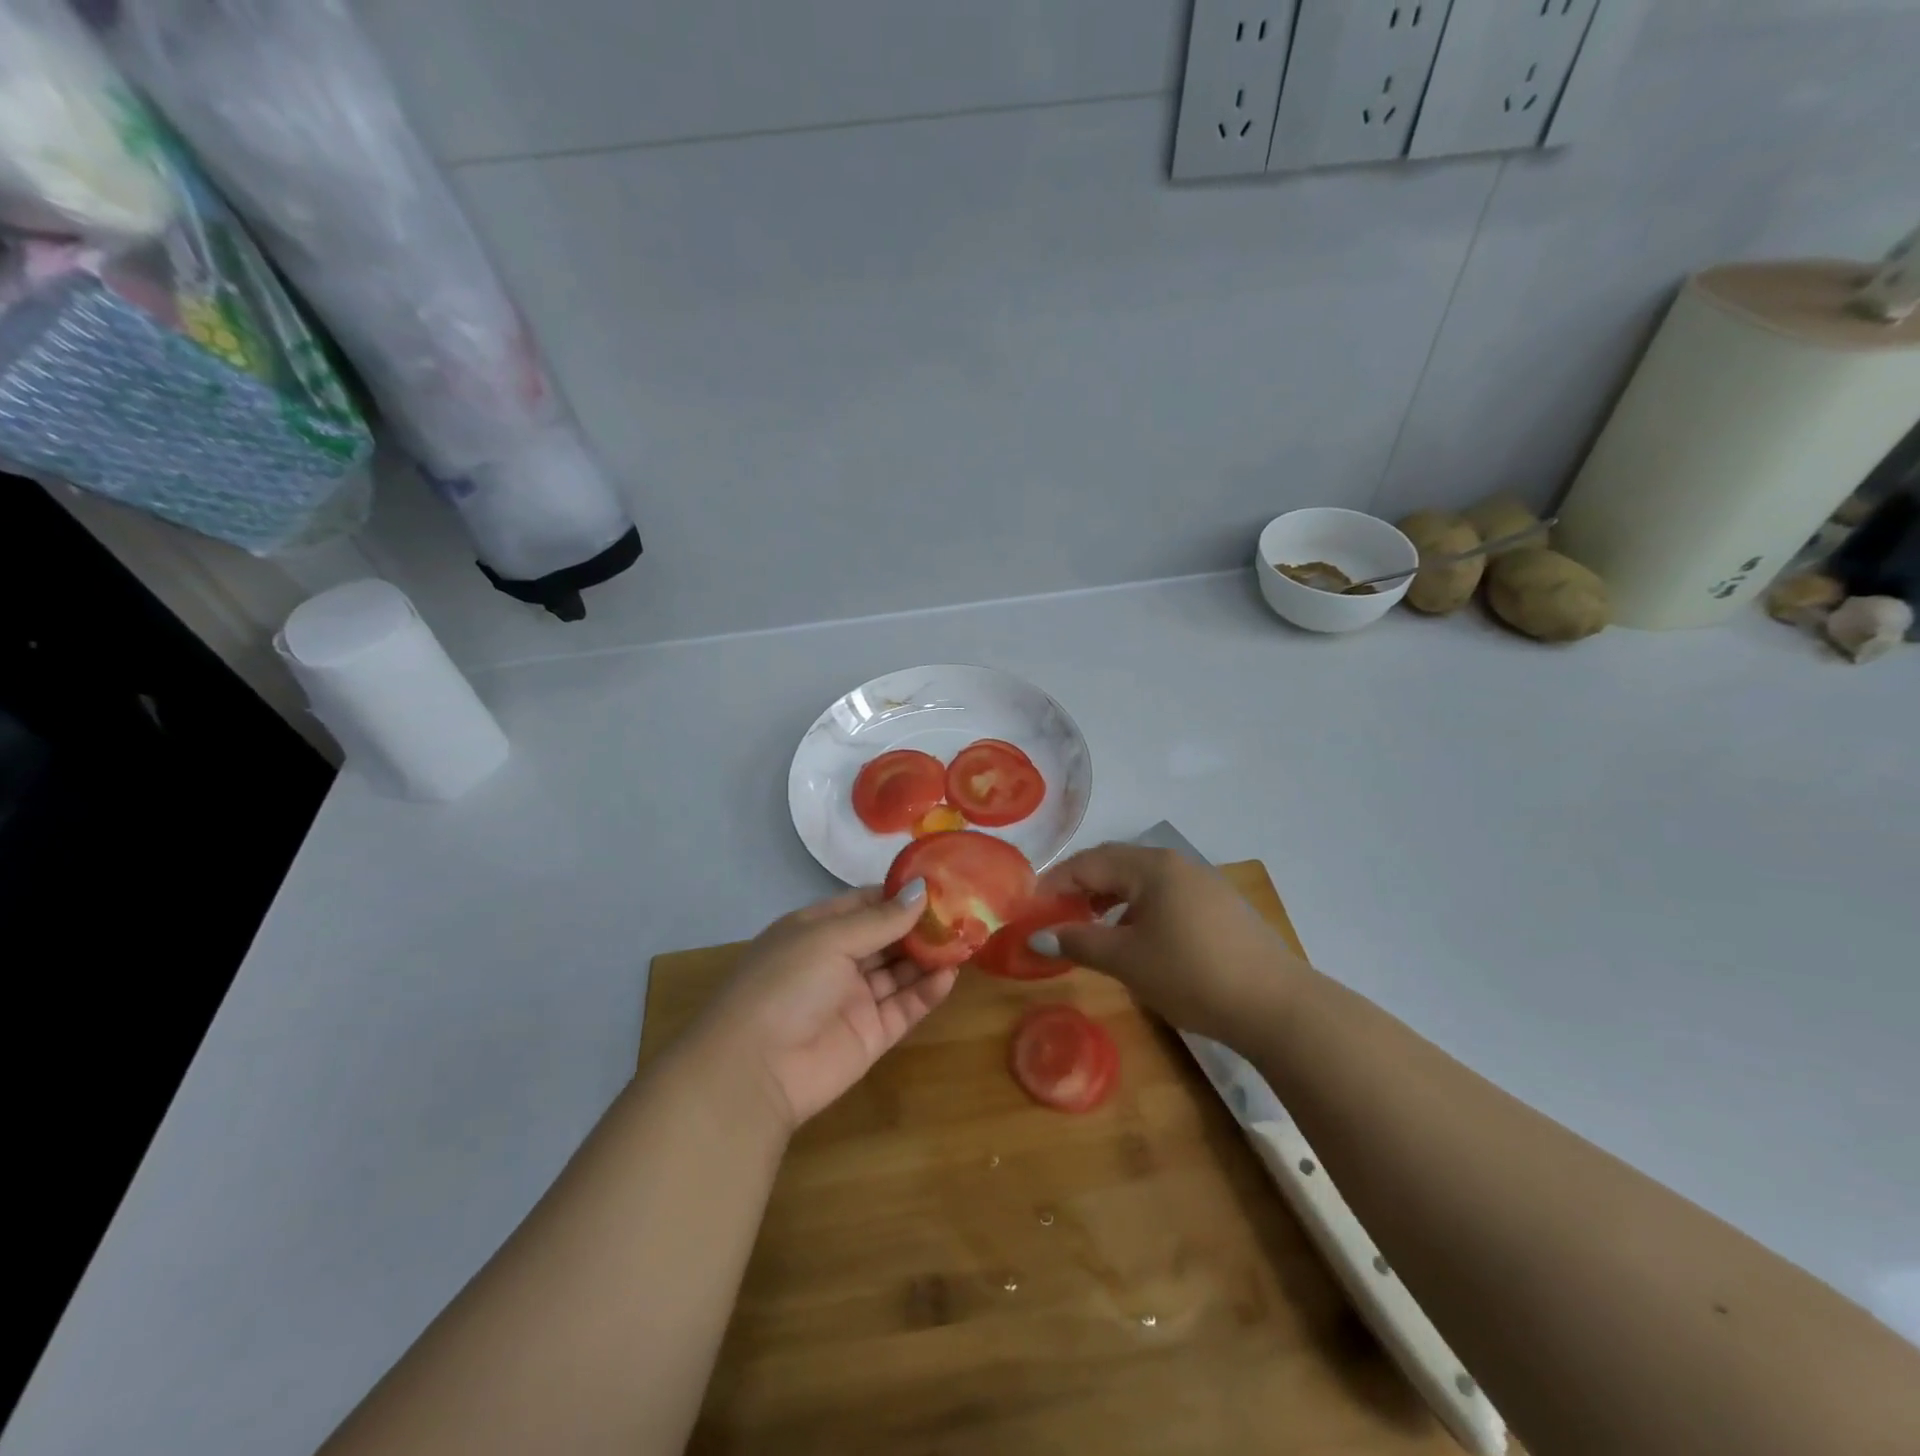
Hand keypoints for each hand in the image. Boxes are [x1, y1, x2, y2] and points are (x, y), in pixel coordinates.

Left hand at [693, 879, 954, 1129]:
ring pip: (900, 970)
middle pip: (887, 937)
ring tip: (966, 939)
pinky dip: (927, 991)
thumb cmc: (786, 984)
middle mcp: (837, 960)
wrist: (755, 1070)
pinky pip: (905, 1006)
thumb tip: (923, 889)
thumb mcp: (829, 938)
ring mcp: (854, 998)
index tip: (940, 883)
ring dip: (929, 956)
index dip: (900, 895)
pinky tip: (950, 975)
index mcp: (817, 930)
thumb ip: (881, 919)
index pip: (865, 904)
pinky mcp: (871, 1034)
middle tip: (964, 911)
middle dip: (921, 925)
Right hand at [1030, 844, 1306, 1041]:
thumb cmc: (1191, 975)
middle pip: (1114, 865)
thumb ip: (1078, 942)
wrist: (1275, 1005)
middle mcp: (1176, 863)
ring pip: (1141, 881)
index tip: (1030, 908)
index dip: (1054, 883)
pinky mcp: (1219, 906)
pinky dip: (1137, 909)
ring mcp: (1202, 883)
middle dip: (1080, 887)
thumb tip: (1038, 937)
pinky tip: (1135, 938)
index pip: (1088, 862)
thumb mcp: (1126, 960)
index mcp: (1151, 866)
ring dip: (1109, 899)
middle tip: (1055, 916)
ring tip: (1091, 928)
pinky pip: (1164, 896)